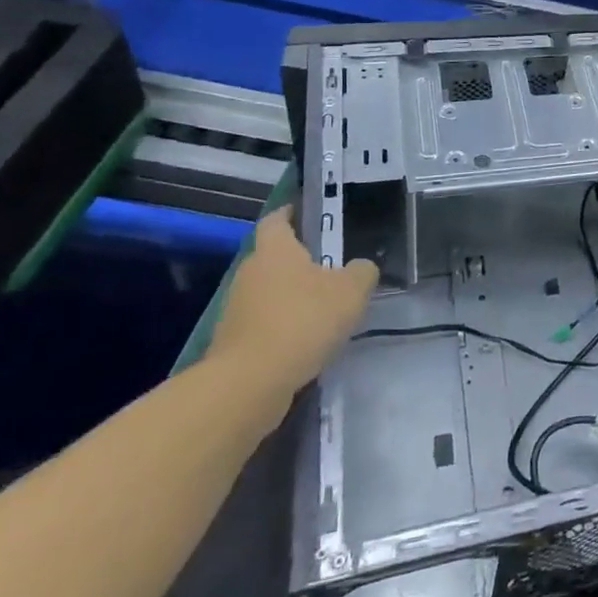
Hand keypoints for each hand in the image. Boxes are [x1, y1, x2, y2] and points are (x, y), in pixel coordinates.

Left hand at [205, 207, 378, 405]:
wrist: (249, 383)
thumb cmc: (302, 321)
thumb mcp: (352, 291)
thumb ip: (362, 272)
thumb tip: (361, 268)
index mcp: (275, 249)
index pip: (277, 218)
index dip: (293, 213)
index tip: (311, 214)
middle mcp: (250, 272)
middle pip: (275, 257)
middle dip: (301, 261)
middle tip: (334, 267)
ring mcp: (237, 308)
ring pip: (271, 292)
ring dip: (294, 297)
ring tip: (326, 309)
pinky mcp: (234, 342)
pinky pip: (266, 323)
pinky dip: (284, 327)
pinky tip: (308, 341)